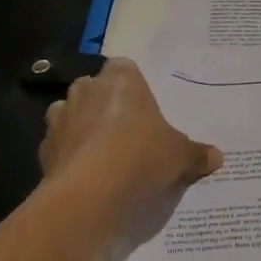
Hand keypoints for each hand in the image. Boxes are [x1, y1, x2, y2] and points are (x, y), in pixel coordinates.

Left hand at [39, 59, 221, 236]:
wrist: (90, 193)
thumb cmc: (140, 155)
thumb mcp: (180, 155)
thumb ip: (196, 153)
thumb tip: (217, 157)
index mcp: (120, 79)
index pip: (124, 67)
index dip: (132, 86)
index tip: (144, 107)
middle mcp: (85, 90)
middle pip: (95, 89)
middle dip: (106, 106)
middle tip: (128, 131)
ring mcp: (60, 119)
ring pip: (72, 115)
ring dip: (83, 129)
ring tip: (105, 154)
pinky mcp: (44, 150)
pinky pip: (60, 147)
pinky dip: (70, 157)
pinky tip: (87, 177)